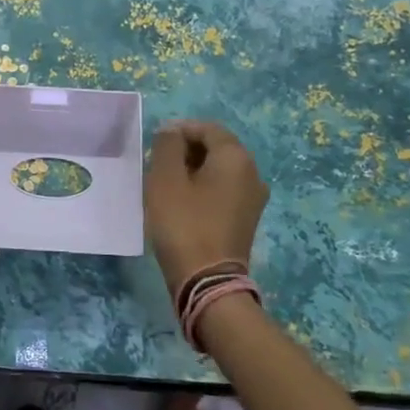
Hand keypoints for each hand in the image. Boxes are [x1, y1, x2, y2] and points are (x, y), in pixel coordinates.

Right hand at [145, 119, 269, 296]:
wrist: (206, 280)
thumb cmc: (183, 223)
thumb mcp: (165, 179)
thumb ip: (167, 146)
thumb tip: (172, 131)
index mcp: (236, 158)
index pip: (208, 129)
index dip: (180, 130)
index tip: (155, 142)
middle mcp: (252, 173)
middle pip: (217, 148)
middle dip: (187, 149)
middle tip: (157, 162)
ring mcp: (253, 198)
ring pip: (220, 170)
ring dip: (194, 169)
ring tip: (166, 182)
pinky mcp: (246, 218)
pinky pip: (224, 190)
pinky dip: (204, 187)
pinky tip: (182, 201)